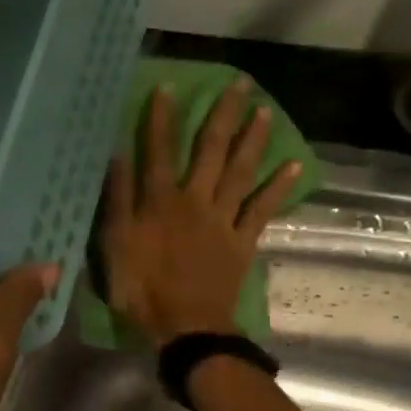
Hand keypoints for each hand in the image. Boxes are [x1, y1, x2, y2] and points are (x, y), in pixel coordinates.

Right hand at [98, 78, 303, 343]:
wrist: (185, 327)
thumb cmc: (142, 289)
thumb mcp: (116, 245)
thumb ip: (117, 200)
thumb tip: (116, 156)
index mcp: (160, 202)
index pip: (159, 151)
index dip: (162, 119)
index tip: (169, 87)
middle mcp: (194, 201)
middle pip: (210, 152)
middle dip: (222, 116)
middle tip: (240, 83)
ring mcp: (222, 220)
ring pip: (240, 172)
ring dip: (252, 140)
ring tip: (265, 111)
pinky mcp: (242, 241)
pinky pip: (262, 209)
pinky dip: (278, 188)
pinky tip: (294, 165)